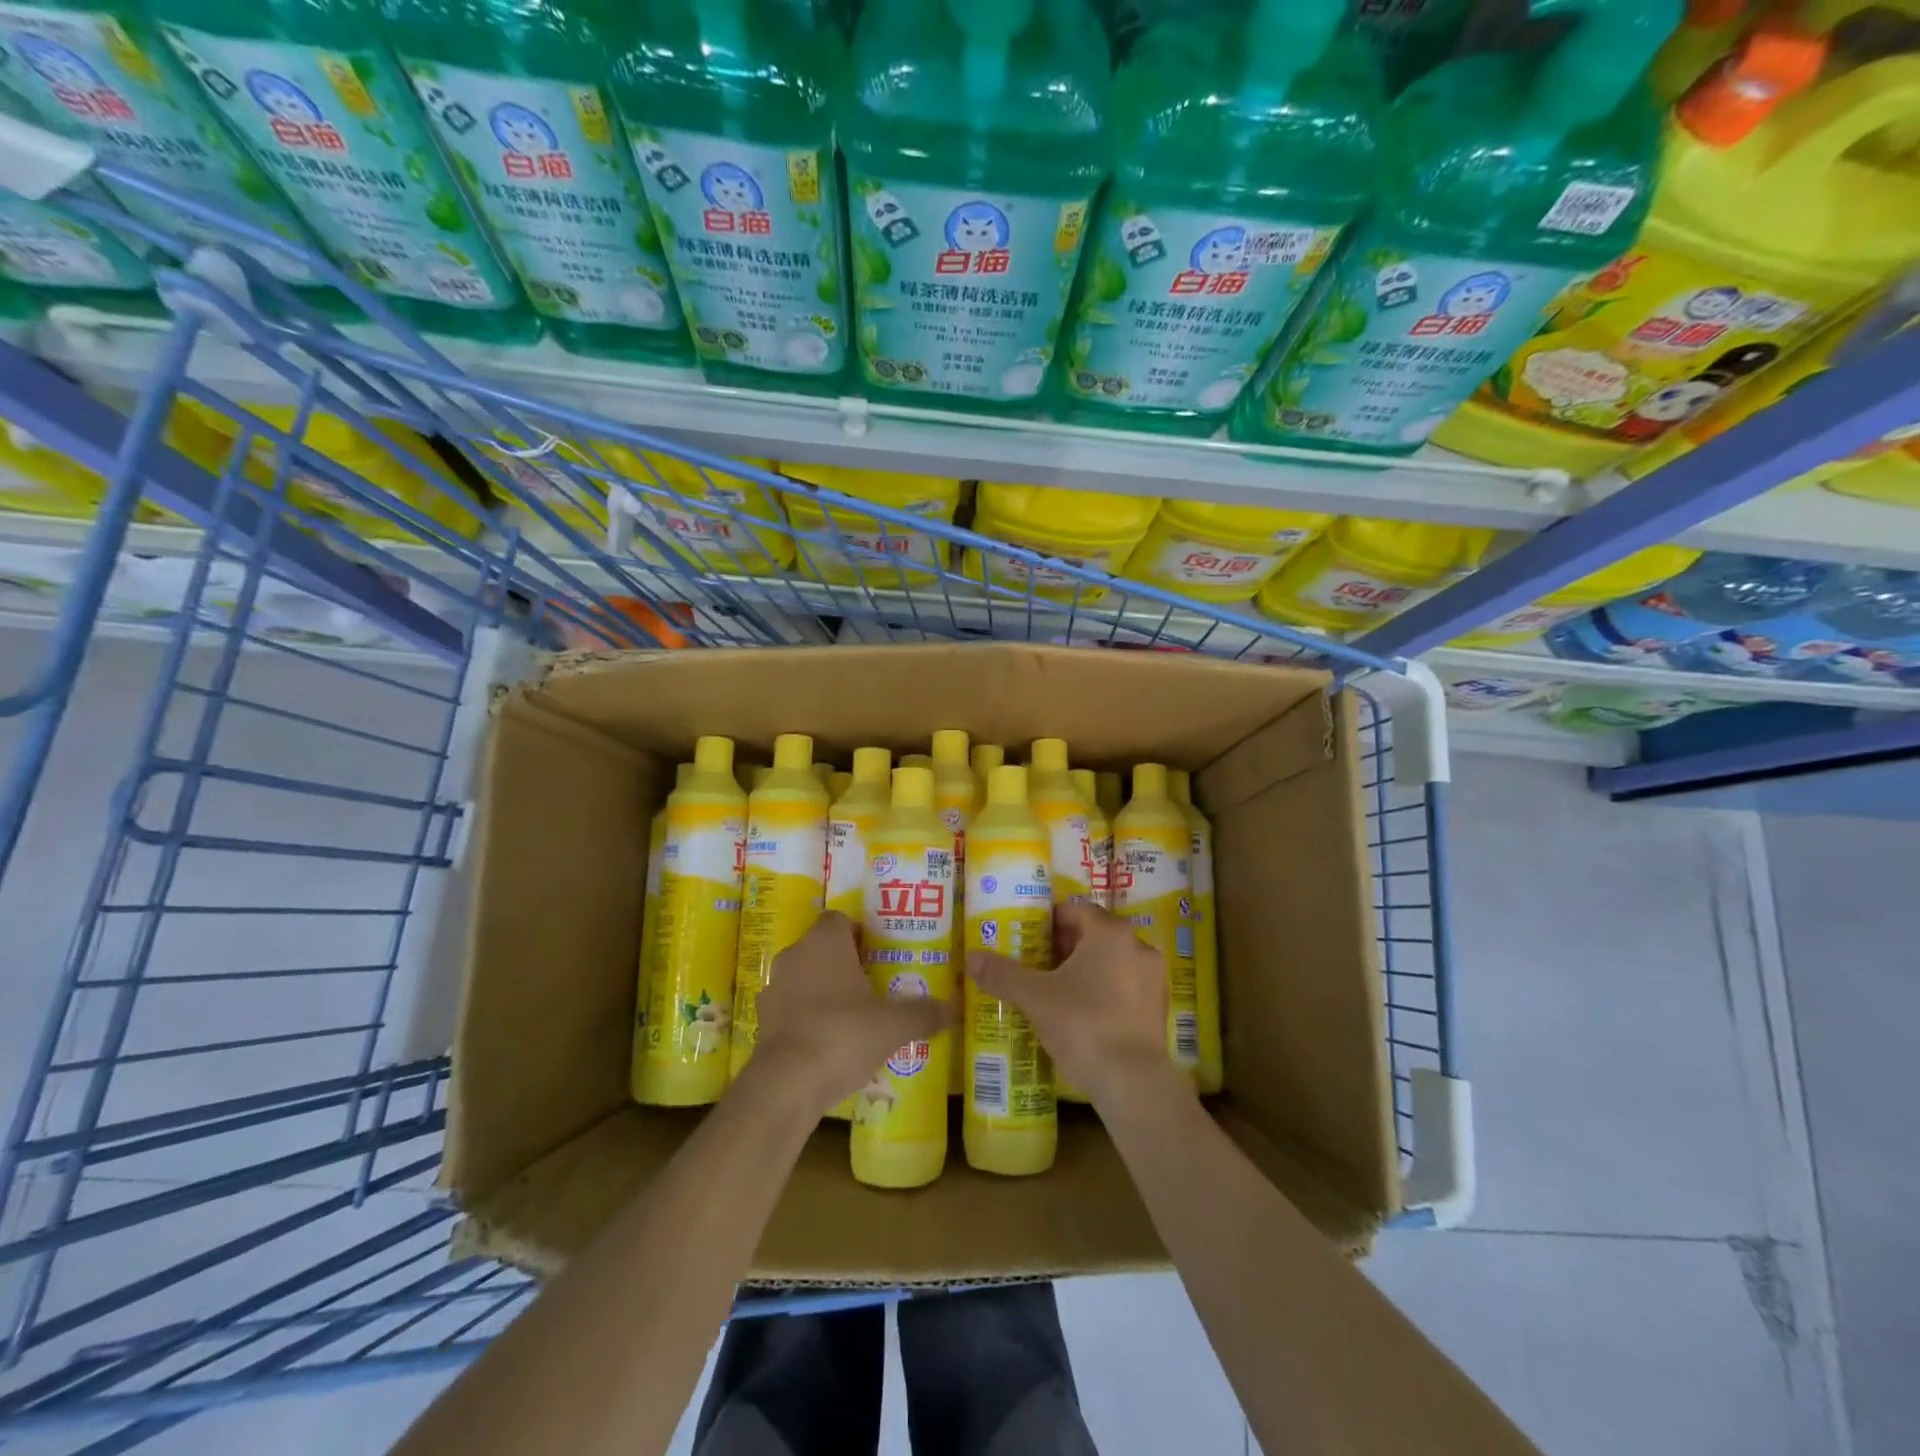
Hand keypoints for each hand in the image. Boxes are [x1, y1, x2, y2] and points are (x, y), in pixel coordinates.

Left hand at [748, 912, 950, 1114]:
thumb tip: (955, 1007)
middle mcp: (795, 955)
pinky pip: (792, 1008)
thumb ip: (924, 1013)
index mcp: (824, 942)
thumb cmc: (843, 1035)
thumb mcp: (893, 1025)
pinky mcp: (763, 1020)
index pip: (840, 919)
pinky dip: (808, 1017)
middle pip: (822, 947)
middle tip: (874, 985)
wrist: (785, 1084)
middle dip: (845, 963)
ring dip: (824, 990)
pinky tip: (829, 1042)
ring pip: (805, 978)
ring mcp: (775, 988)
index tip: (879, 955)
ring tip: (853, 1017)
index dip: (859, 933)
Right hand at [968, 900, 1184, 1109]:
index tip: (1027, 939)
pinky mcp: (1159, 1008)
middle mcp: (1137, 945)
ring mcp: (1153, 977)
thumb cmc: (1082, 1024)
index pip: (1076, 910)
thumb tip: (971, 957)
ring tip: (1056, 991)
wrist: (1133, 1082)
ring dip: (1085, 970)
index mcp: (1110, 932)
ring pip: (1111, 961)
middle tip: (1035, 965)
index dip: (1049, 922)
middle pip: (1094, 934)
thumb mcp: (1035, 998)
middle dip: (1065, 946)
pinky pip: (1125, 986)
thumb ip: (1003, 974)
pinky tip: (1082, 1014)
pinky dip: (1104, 991)